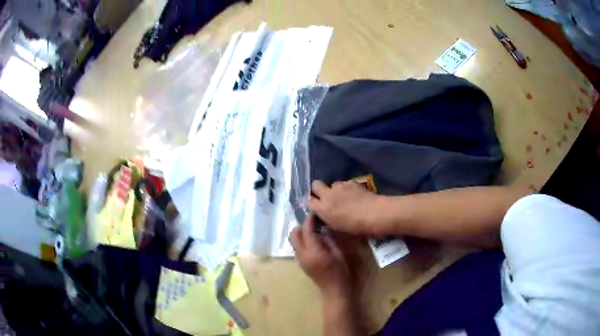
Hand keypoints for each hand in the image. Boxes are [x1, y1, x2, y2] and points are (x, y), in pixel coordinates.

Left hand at [290, 215, 351, 298]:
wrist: (333, 290)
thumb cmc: (340, 272)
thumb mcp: (337, 253)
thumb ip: (327, 240)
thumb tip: (321, 231)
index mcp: (313, 251)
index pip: (306, 231)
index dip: (309, 220)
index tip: (314, 213)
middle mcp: (302, 254)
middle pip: (294, 235)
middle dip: (301, 226)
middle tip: (313, 224)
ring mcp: (300, 260)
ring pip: (294, 241)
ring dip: (301, 234)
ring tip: (314, 232)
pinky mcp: (301, 263)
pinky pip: (298, 248)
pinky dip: (302, 242)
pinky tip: (314, 243)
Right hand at [310, 180, 386, 235]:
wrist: (374, 214)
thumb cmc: (355, 227)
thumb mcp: (337, 227)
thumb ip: (327, 218)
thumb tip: (325, 215)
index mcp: (322, 208)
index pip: (309, 201)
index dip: (313, 203)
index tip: (317, 207)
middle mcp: (328, 194)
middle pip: (315, 184)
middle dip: (318, 189)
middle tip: (326, 197)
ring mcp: (340, 186)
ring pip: (332, 184)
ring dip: (335, 190)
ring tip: (344, 197)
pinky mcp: (351, 182)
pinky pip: (345, 184)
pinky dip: (347, 189)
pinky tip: (355, 195)